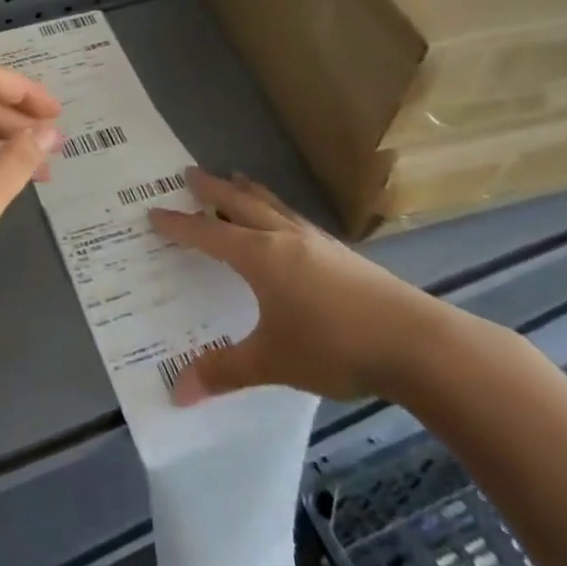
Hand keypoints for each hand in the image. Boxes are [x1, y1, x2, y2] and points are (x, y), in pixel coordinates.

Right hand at [150, 169, 461, 404]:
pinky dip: (276, 210)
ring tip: (236, 178)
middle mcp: (283, 238)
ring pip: (272, 205)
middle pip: (240, 203)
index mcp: (259, 256)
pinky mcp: (340, 252)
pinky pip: (294, 218)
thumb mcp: (273, 362)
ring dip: (248, 191)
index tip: (153, 211)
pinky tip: (286, 223)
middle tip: (188, 172)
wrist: (413, 341)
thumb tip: (176, 393)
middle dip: (212, 189)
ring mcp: (315, 241)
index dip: (179, 224)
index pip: (208, 234)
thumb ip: (224, 371)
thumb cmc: (333, 345)